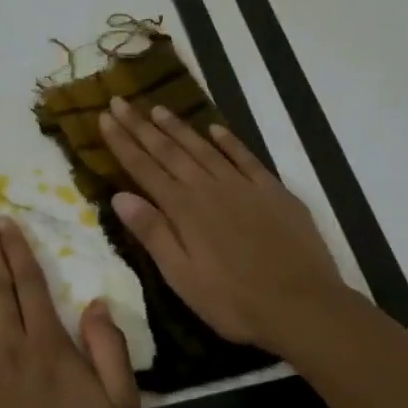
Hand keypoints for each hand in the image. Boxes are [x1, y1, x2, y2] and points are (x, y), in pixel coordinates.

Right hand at [99, 95, 346, 353]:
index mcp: (184, 210)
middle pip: (170, 151)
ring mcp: (244, 186)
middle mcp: (210, 188)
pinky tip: (216, 129)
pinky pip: (246, 157)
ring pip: (204, 148)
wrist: (303, 305)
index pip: (144, 169)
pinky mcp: (274, 192)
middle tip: (120, 101)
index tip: (104, 117)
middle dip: (141, 126)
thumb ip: (153, 234)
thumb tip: (119, 196)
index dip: (123, 142)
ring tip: (157, 109)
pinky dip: (229, 141)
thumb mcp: (182, 277)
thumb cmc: (234, 301)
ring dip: (179, 128)